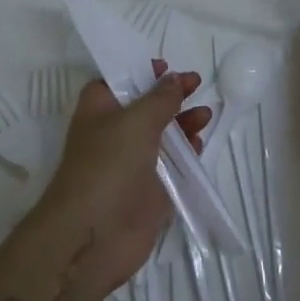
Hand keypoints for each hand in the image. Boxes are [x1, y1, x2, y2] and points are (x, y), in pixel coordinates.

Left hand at [32, 61, 211, 297]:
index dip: (139, 71)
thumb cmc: (108, 165)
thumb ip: (160, 98)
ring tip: (205, 115)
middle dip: (170, 95)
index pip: (116, 81)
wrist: (94, 234)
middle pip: (144, 107)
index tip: (166, 67)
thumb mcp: (135, 121)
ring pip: (161, 135)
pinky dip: (186, 153)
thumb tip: (174, 79)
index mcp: (99, 110)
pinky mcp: (150, 190)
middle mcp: (114, 134)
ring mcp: (132, 163)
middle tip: (197, 84)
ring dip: (183, 122)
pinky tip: (200, 143)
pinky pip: (172, 165)